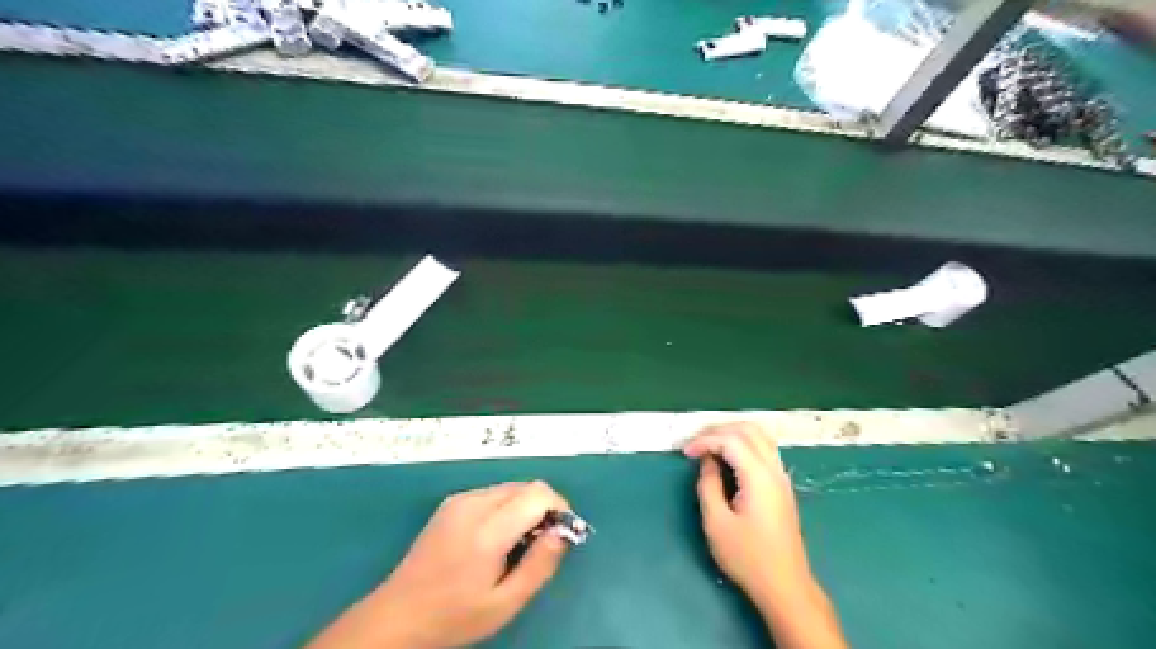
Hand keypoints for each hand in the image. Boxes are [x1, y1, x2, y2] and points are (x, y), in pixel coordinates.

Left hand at [307, 481, 572, 647]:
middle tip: (543, 543)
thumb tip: (564, 532)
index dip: (559, 508)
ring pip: (511, 488)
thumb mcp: (505, 603)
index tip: (562, 535)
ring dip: (526, 507)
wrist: (397, 616)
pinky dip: (507, 507)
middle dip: (544, 508)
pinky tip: (496, 537)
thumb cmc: (454, 616)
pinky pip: (493, 493)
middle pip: (526, 486)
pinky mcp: (451, 502)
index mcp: (487, 530)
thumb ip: (540, 565)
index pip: (538, 494)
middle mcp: (473, 504)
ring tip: (519, 544)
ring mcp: (459, 500)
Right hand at [680, 421, 804, 602]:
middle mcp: (774, 469)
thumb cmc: (747, 556)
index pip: (731, 440)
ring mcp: (781, 477)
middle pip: (748, 430)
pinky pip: (764, 449)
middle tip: (695, 442)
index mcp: (759, 476)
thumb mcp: (716, 522)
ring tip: (708, 444)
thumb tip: (707, 461)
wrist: (785, 585)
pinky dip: (743, 443)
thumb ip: (708, 485)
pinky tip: (728, 456)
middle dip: (718, 430)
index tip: (685, 452)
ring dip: (732, 433)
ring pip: (760, 435)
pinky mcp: (782, 486)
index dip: (705, 440)